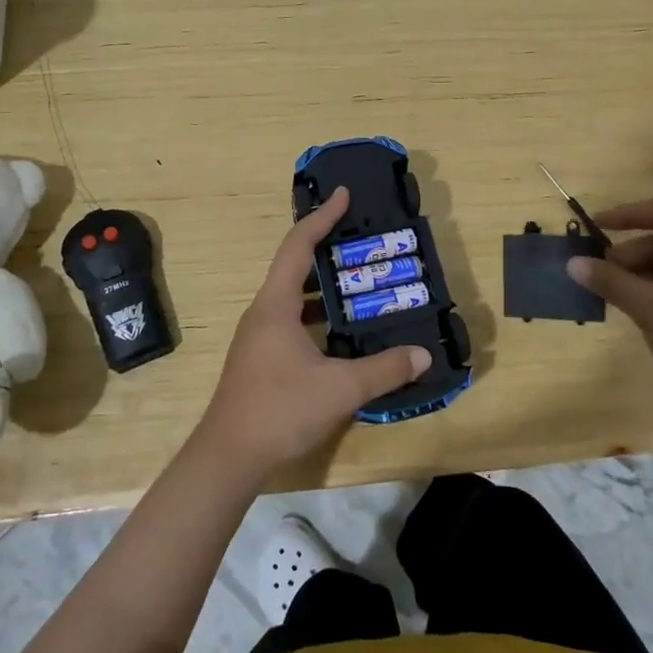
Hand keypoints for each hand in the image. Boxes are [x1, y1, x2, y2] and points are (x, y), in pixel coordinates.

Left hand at [196, 187, 430, 479]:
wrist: (228, 457)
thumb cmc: (280, 410)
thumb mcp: (340, 388)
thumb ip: (385, 369)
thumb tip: (423, 355)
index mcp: (275, 305)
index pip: (298, 245)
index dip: (322, 217)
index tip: (344, 195)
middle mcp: (263, 312)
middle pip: (295, 266)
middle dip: (328, 250)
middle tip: (363, 242)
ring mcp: (259, 337)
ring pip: (294, 297)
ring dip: (325, 287)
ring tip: (361, 282)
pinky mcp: (262, 358)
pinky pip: (293, 321)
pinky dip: (318, 315)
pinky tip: (343, 332)